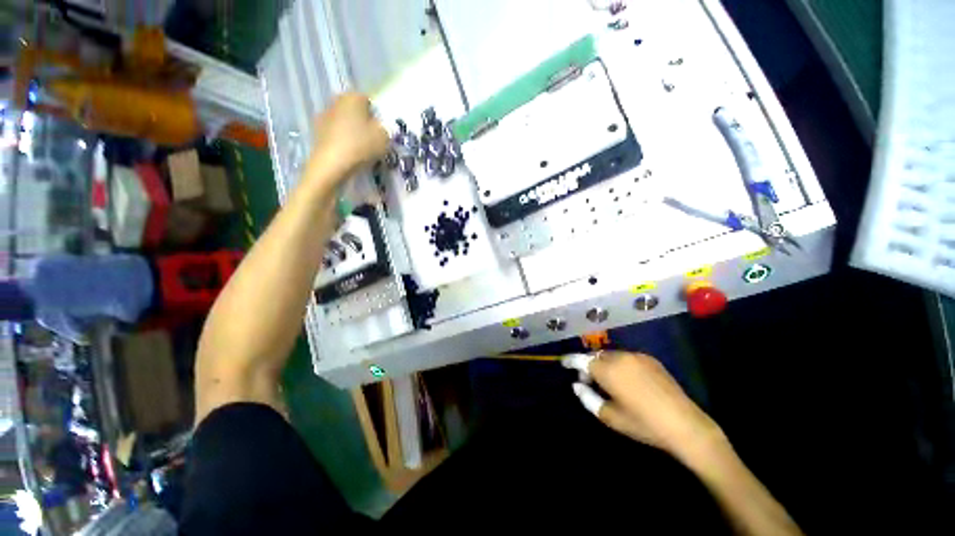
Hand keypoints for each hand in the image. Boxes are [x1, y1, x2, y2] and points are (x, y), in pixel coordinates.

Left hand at [309, 92, 388, 180]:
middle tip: (373, 139)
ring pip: (345, 121)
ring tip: (361, 149)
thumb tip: (381, 127)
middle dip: (364, 122)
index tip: (382, 131)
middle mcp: (337, 101)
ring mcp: (324, 115)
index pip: (369, 101)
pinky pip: (336, 133)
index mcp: (353, 97)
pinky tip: (349, 153)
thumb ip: (386, 129)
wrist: (332, 164)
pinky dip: (342, 140)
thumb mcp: (384, 138)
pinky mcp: (317, 131)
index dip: (378, 116)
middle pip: (355, 110)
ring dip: (352, 131)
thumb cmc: (361, 145)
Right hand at [564, 351, 725, 459]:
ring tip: (608, 382)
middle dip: (588, 365)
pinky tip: (627, 380)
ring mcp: (637, 356)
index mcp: (608, 370)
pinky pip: (627, 357)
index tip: (563, 363)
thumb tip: (576, 385)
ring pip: (611, 355)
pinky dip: (619, 364)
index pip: (581, 359)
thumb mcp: (610, 417)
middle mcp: (620, 357)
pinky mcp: (650, 359)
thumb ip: (588, 398)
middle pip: (596, 356)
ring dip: (604, 364)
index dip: (570, 360)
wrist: (685, 425)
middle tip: (589, 381)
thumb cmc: (643, 424)